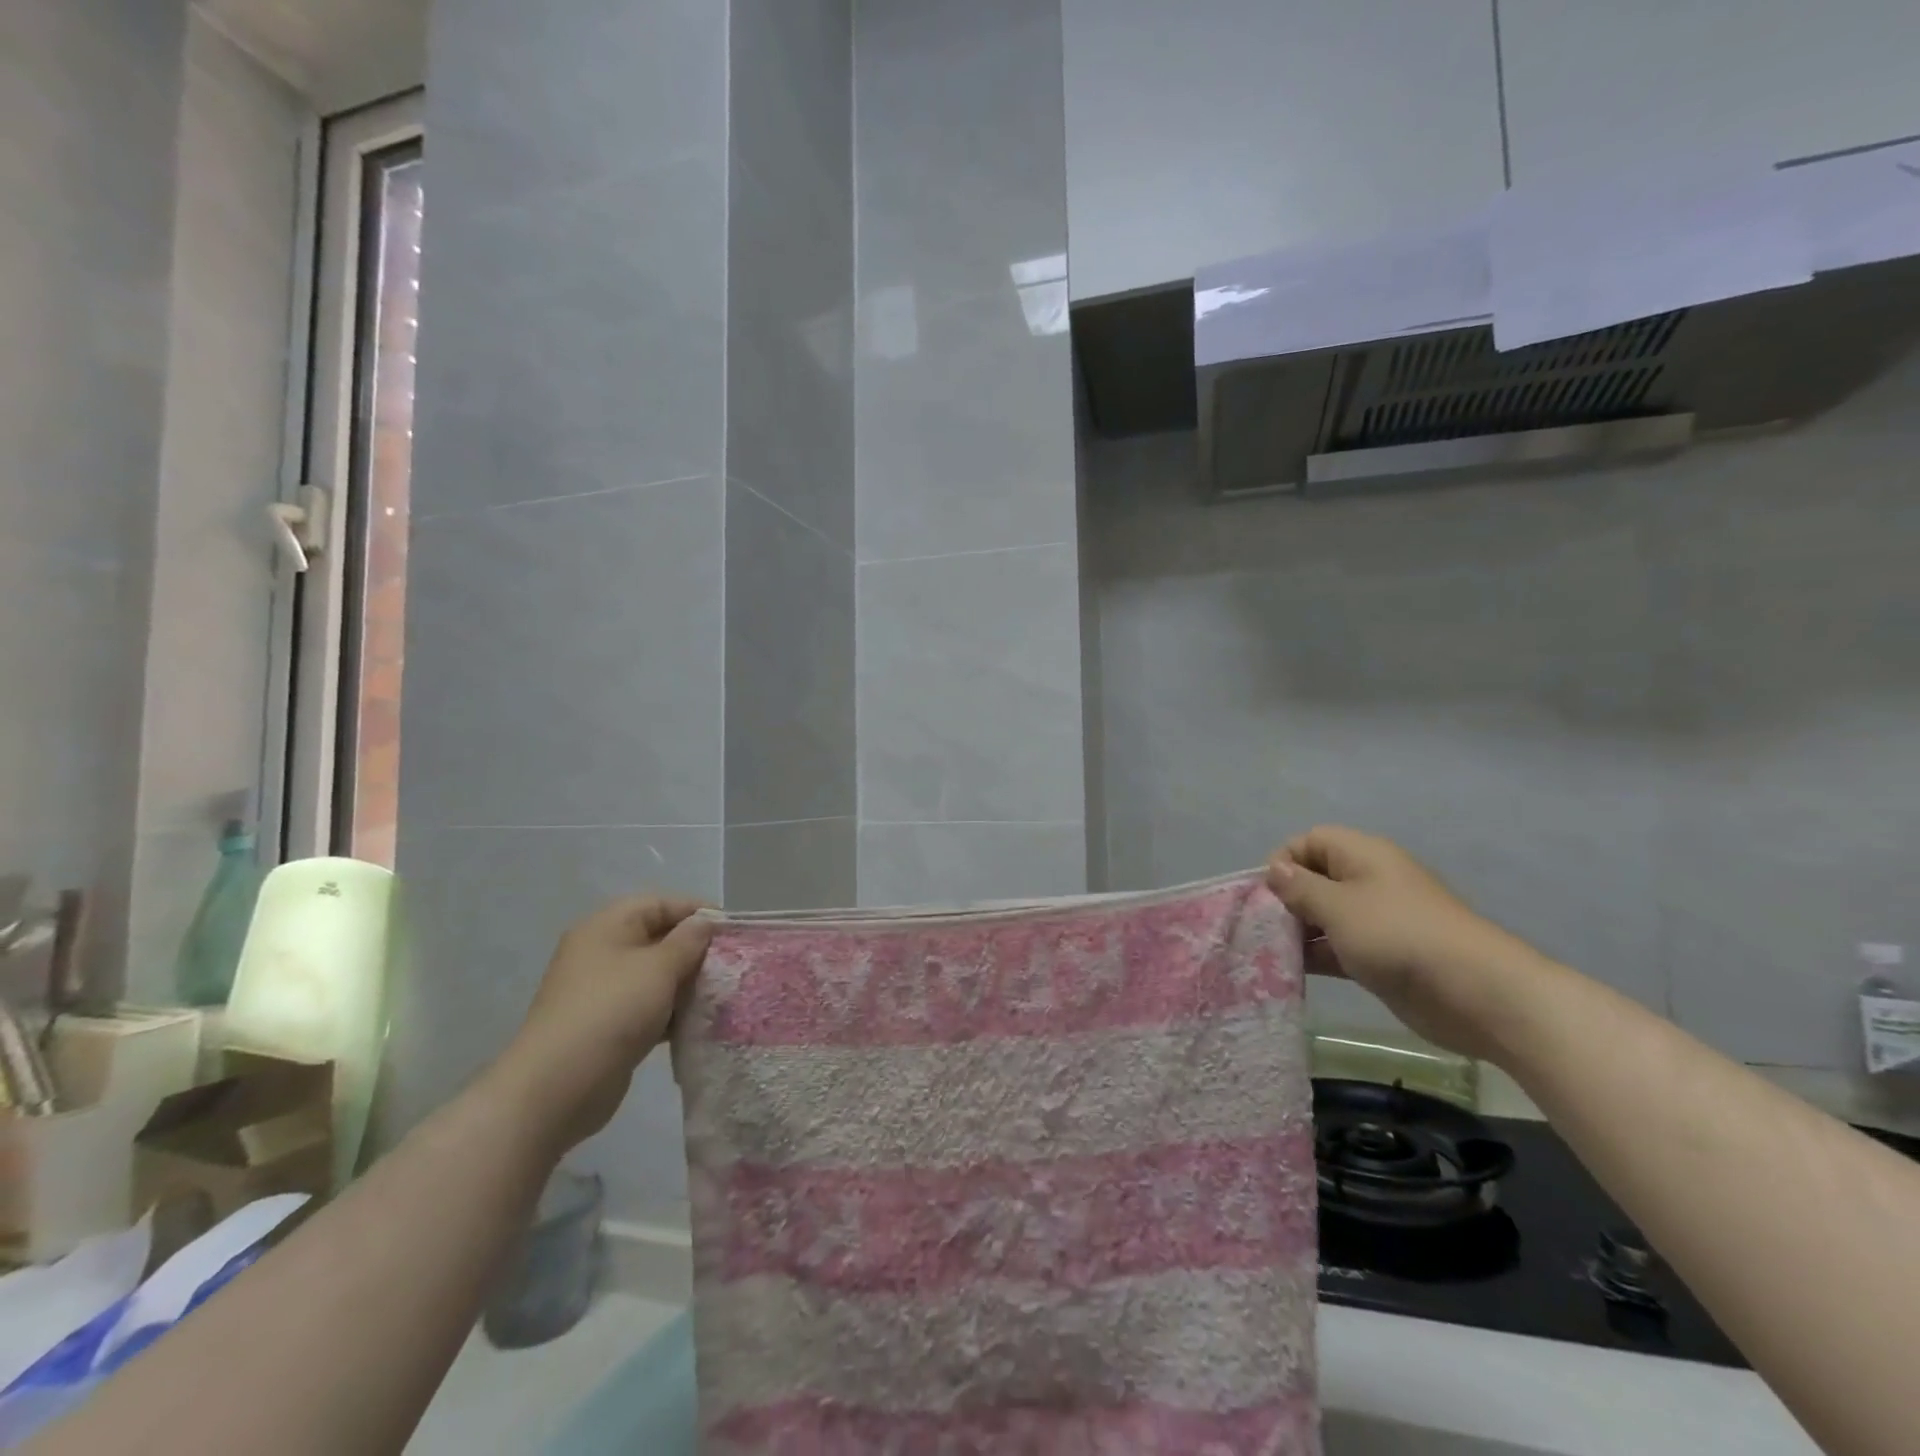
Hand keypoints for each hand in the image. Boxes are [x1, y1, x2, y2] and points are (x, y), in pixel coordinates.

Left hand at [491, 895, 712, 1150]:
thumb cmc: (611, 1011)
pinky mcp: (608, 1025)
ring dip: (687, 982)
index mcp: (607, 927)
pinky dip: (673, 1010)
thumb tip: (705, 922)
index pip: (659, 903)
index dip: (696, 911)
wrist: (556, 1088)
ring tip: (722, 993)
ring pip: (656, 974)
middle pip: (659, 938)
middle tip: (731, 964)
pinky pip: (649, 1006)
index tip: (731, 929)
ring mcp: (603, 991)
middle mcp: (602, 952)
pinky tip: (699, 1022)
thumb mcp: (659, 968)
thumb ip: (689, 941)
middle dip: (695, 949)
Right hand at [1266, 826, 1546, 1061]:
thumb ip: (1300, 887)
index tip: (1267, 893)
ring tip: (1271, 953)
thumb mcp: (1338, 906)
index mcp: (1362, 856)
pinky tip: (1293, 971)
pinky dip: (1318, 954)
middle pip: (1315, 878)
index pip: (1310, 841)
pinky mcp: (1382, 955)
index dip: (1284, 861)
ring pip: (1325, 916)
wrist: (1474, 992)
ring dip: (1299, 931)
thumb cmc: (1397, 936)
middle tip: (1263, 927)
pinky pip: (1339, 946)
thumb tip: (1275, 869)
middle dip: (1286, 900)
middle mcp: (1368, 881)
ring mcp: (1377, 920)